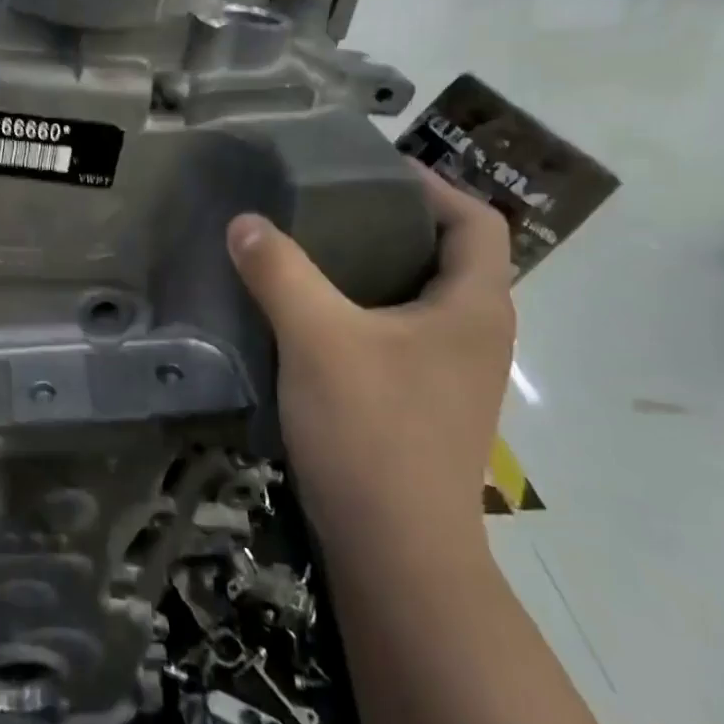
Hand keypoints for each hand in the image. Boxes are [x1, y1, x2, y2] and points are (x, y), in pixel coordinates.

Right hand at [227, 166, 515, 539]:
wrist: (397, 552)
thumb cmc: (372, 431)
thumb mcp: (317, 338)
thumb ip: (280, 272)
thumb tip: (245, 223)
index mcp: (474, 306)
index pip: (477, 221)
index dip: (432, 186)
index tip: (373, 171)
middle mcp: (478, 334)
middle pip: (451, 255)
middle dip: (397, 222)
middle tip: (331, 206)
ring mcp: (456, 375)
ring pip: (424, 298)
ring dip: (379, 269)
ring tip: (316, 252)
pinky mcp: (427, 405)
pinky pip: (403, 334)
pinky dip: (369, 311)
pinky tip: (316, 317)